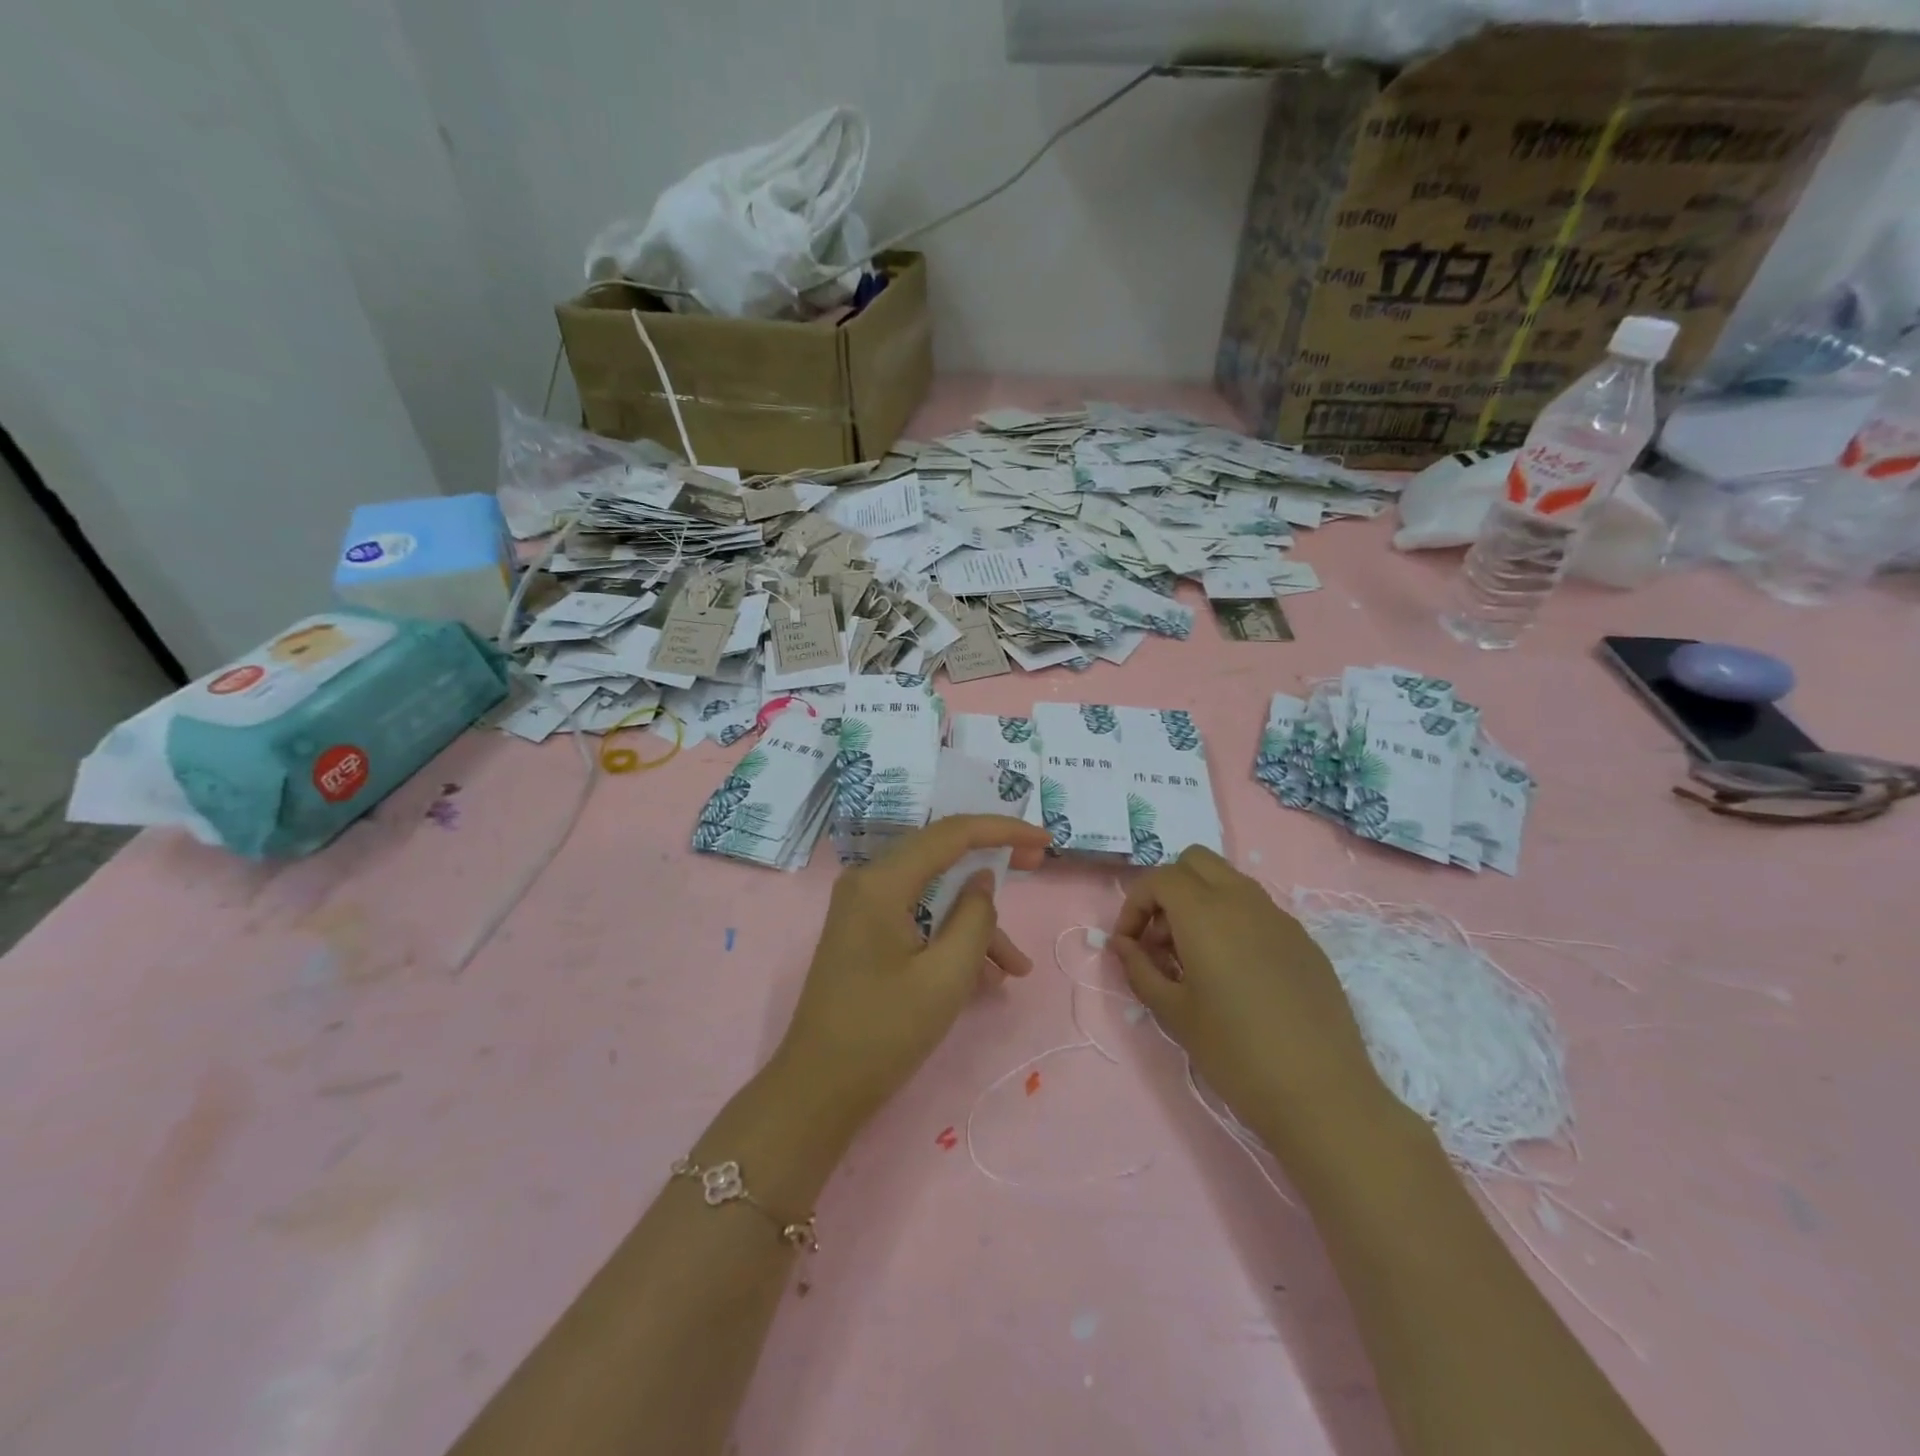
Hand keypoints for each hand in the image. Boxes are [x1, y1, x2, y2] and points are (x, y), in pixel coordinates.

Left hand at [775, 815, 1050, 1130]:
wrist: (818, 1090)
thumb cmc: (884, 1032)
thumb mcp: (946, 976)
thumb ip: (974, 918)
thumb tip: (982, 879)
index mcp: (882, 882)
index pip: (951, 834)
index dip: (1002, 829)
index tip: (1044, 840)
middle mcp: (868, 882)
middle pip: (941, 855)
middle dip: (992, 863)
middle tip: (1037, 868)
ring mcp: (863, 907)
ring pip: (933, 893)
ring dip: (976, 922)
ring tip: (1017, 968)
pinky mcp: (865, 932)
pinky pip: (918, 918)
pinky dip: (951, 938)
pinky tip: (986, 977)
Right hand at [1109, 847, 1384, 1155]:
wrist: (1321, 1095)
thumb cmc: (1235, 1053)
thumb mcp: (1173, 1012)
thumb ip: (1139, 968)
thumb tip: (1122, 944)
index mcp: (1206, 914)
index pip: (1159, 878)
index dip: (1134, 904)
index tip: (1129, 944)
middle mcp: (1243, 901)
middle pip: (1195, 862)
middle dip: (1168, 889)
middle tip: (1161, 939)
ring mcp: (1280, 918)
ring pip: (1229, 881)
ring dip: (1201, 901)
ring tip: (1194, 957)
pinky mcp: (1304, 941)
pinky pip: (1258, 909)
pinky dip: (1233, 921)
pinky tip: (1236, 973)